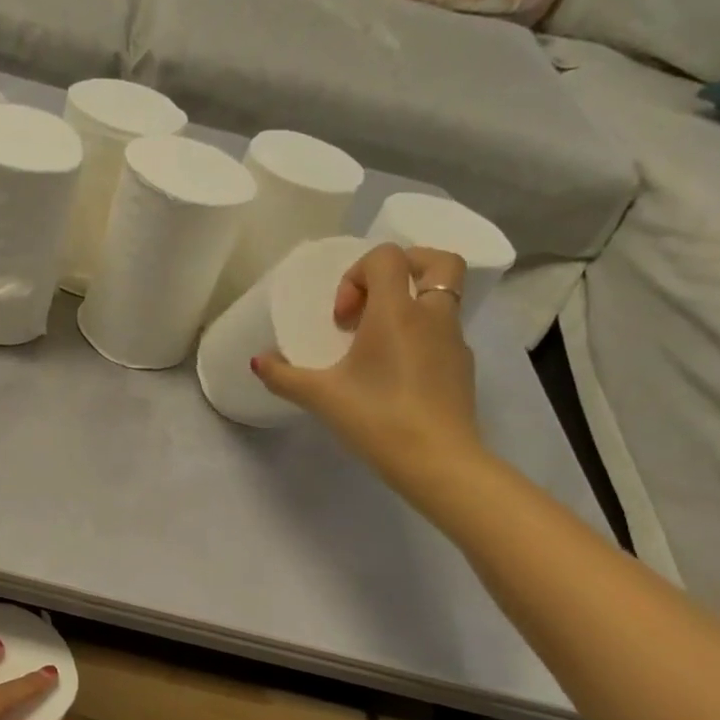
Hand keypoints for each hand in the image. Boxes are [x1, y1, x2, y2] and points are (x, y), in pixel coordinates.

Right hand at [253, 243, 484, 499]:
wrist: (437, 461)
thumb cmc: (376, 418)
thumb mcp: (320, 397)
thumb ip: (283, 376)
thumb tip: (257, 361)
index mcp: (397, 312)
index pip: (386, 257)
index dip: (356, 275)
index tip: (342, 318)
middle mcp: (433, 316)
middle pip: (436, 262)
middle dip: (405, 268)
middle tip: (373, 303)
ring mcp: (454, 341)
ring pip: (441, 300)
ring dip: (410, 308)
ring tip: (377, 346)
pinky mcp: (463, 368)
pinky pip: (442, 334)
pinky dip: (420, 339)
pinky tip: (395, 375)